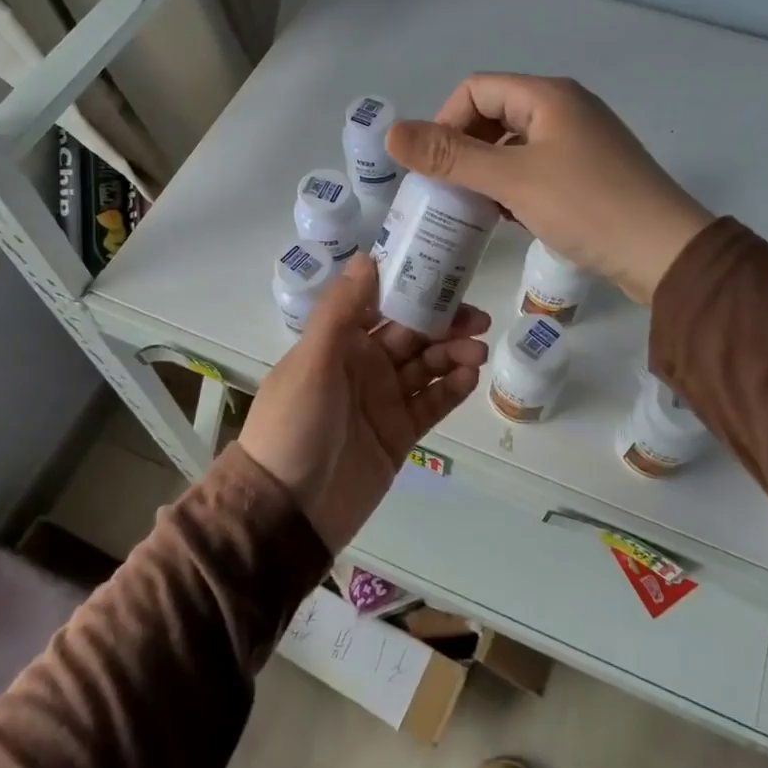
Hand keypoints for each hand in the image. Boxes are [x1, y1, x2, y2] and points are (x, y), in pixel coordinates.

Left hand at [238, 254, 489, 548]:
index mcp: (339, 343)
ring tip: (477, 352)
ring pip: (427, 367)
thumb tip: (368, 257)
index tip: (448, 275)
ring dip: (453, 354)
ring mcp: (384, 401)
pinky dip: (451, 388)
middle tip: (478, 320)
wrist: (288, 511)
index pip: (383, 305)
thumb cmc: (294, 425)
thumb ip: (341, 311)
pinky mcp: (400, 435)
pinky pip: (431, 404)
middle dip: (445, 323)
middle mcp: (364, 366)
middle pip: (412, 335)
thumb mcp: (313, 362)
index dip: (414, 289)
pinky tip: (469, 377)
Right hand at [387, 75, 711, 303]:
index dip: (445, 123)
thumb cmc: (586, 206)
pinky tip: (507, 217)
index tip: (433, 168)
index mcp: (547, 96)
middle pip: (495, 115)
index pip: (476, 90)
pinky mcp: (590, 174)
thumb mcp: (512, 179)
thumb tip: (392, 133)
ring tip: (472, 208)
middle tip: (446, 190)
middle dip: (463, 149)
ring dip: (487, 171)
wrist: (664, 252)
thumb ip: (451, 156)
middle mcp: (565, 109)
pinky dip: (513, 187)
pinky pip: (537, 169)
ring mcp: (581, 142)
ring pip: (515, 146)